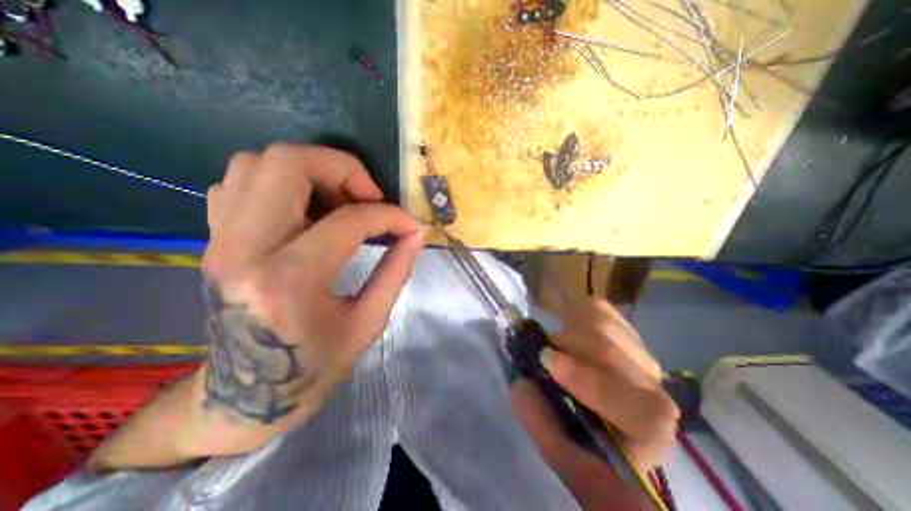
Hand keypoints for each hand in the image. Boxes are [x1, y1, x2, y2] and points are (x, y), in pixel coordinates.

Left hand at [189, 141, 427, 454]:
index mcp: (289, 281)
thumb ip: (396, 271)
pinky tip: (308, 210)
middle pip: (287, 164)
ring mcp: (220, 240)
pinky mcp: (215, 238)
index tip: (410, 225)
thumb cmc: (313, 368)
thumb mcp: (368, 323)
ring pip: (259, 163)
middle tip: (369, 197)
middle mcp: (244, 249)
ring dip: (312, 171)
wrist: (245, 396)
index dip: (389, 215)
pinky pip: (242, 181)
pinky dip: (282, 182)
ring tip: (341, 201)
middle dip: (342, 168)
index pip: (348, 221)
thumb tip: (416, 233)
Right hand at [512, 298, 675, 507]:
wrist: (601, 416)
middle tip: (542, 351)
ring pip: (605, 325)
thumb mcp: (559, 449)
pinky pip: (600, 309)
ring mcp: (638, 353)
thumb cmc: (584, 441)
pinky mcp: (624, 331)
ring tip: (555, 345)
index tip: (547, 363)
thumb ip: (541, 423)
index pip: (643, 411)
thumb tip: (522, 384)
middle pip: (614, 353)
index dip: (593, 384)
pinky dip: (576, 314)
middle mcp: (653, 389)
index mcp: (647, 433)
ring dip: (569, 331)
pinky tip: (570, 328)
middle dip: (567, 347)